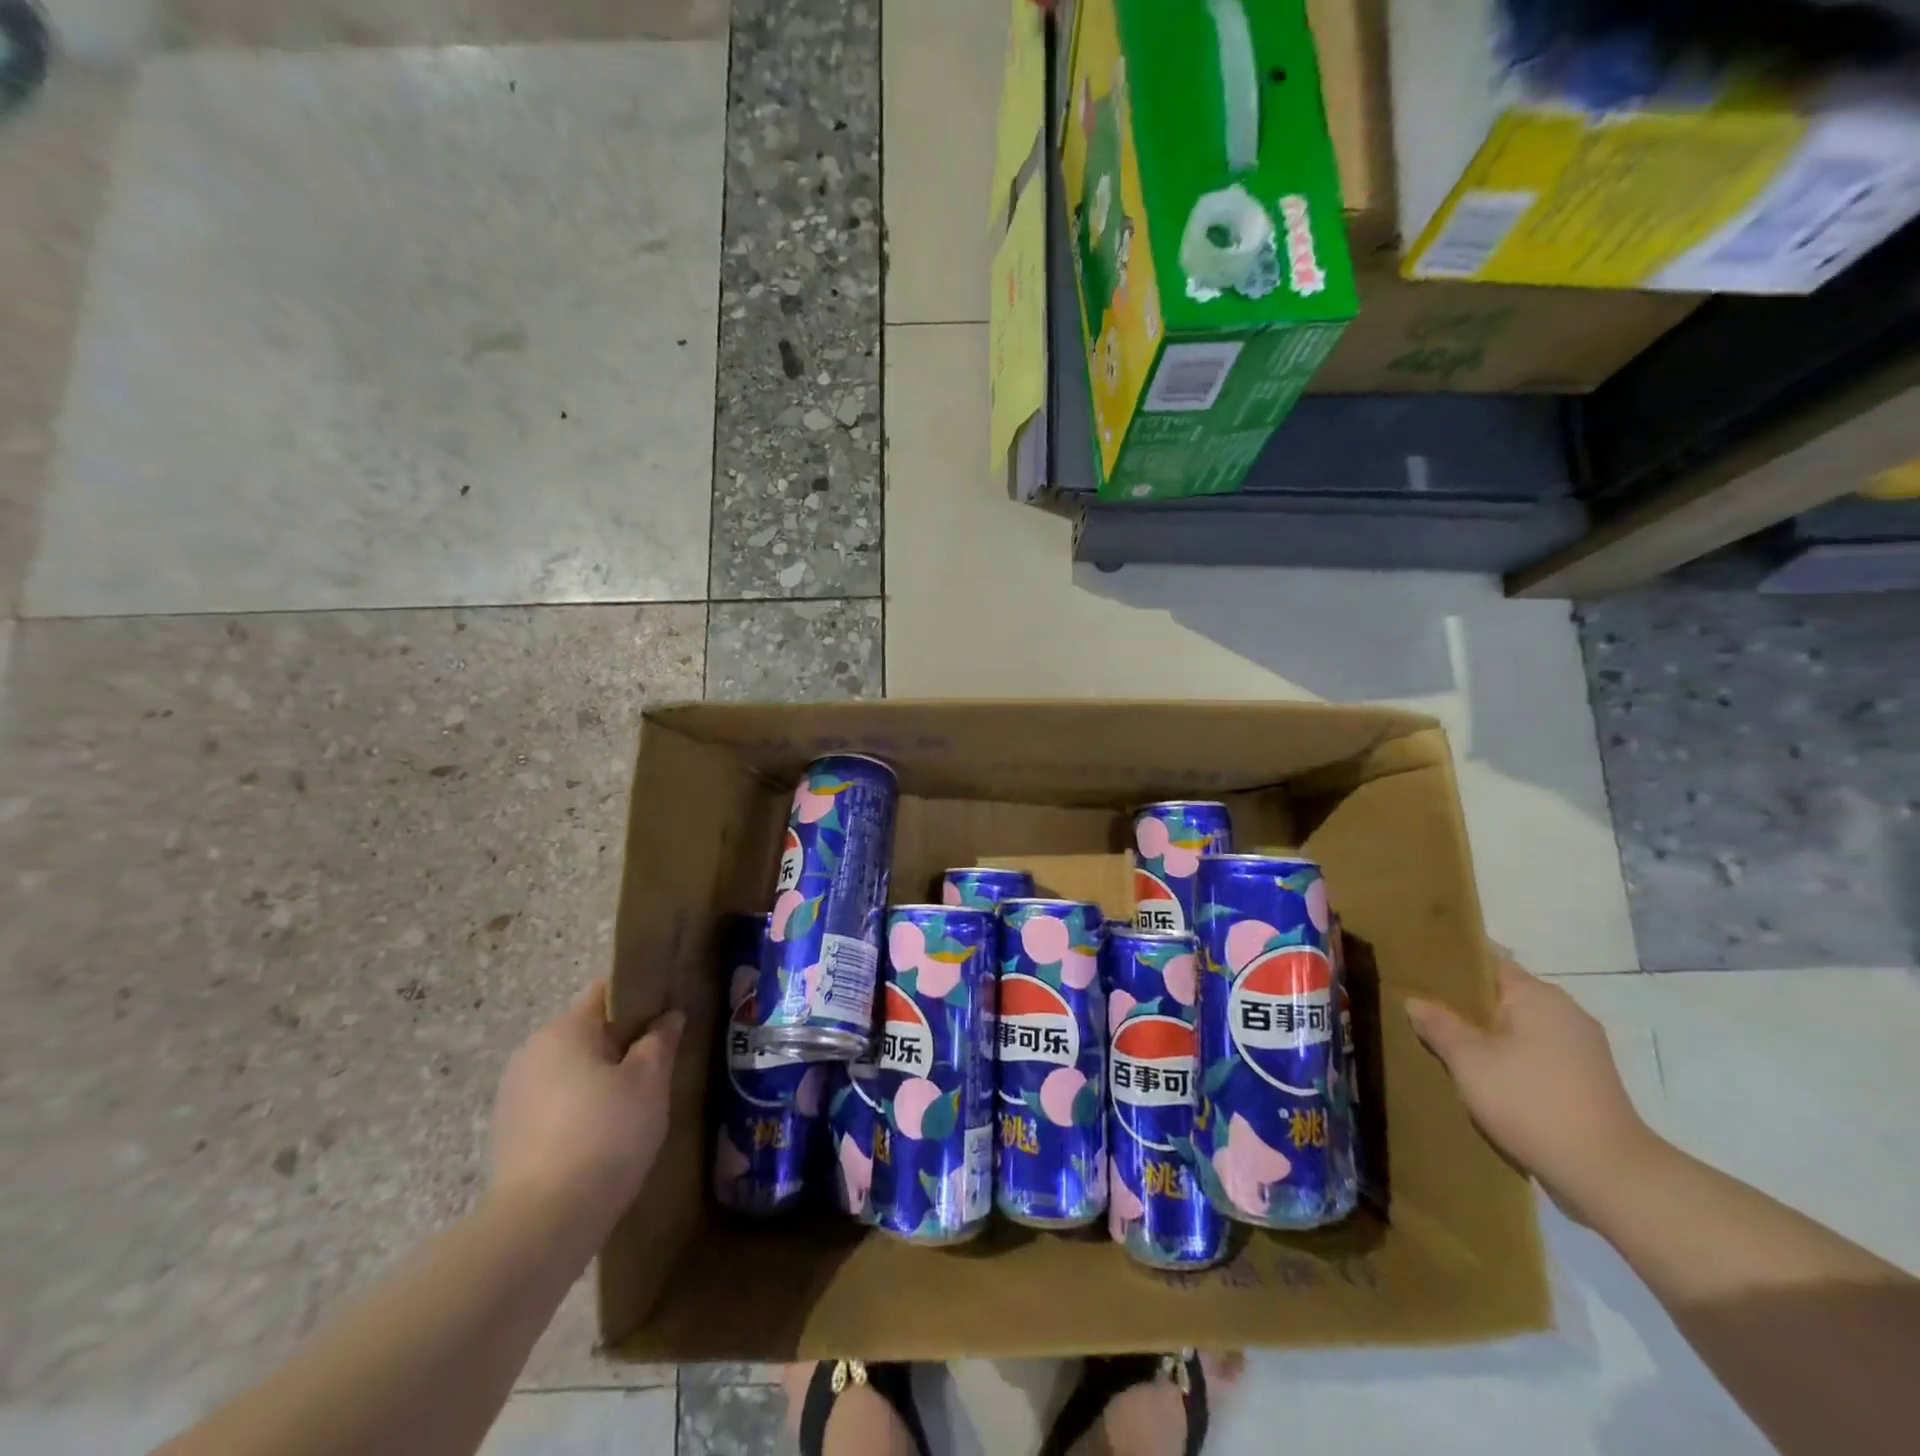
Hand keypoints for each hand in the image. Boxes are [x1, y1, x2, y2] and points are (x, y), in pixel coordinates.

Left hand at [489, 981, 683, 1240]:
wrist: (540, 1225)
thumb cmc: (605, 1135)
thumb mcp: (650, 1081)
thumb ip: (661, 1040)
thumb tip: (669, 1016)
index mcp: (565, 1029)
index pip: (607, 992)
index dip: (641, 999)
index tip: (667, 1018)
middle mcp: (532, 1051)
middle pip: (588, 1032)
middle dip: (622, 1044)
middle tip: (658, 1067)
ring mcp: (514, 1094)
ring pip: (571, 1069)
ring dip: (600, 1078)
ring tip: (634, 1106)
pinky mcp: (509, 1133)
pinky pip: (555, 1103)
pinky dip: (579, 1109)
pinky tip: (603, 1137)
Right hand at [1406, 953, 1657, 1222]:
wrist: (1608, 1176)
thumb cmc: (1531, 1102)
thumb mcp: (1469, 1061)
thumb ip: (1438, 1025)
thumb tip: (1415, 1001)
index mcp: (1539, 996)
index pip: (1486, 961)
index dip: (1448, 962)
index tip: (1416, 969)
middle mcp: (1565, 1012)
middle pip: (1502, 994)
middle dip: (1463, 1002)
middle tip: (1420, 1007)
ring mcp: (1581, 1048)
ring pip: (1518, 1025)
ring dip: (1484, 1032)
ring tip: (1444, 1042)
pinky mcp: (1586, 1080)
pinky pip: (1534, 1052)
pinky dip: (1506, 1055)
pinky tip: (1481, 1074)